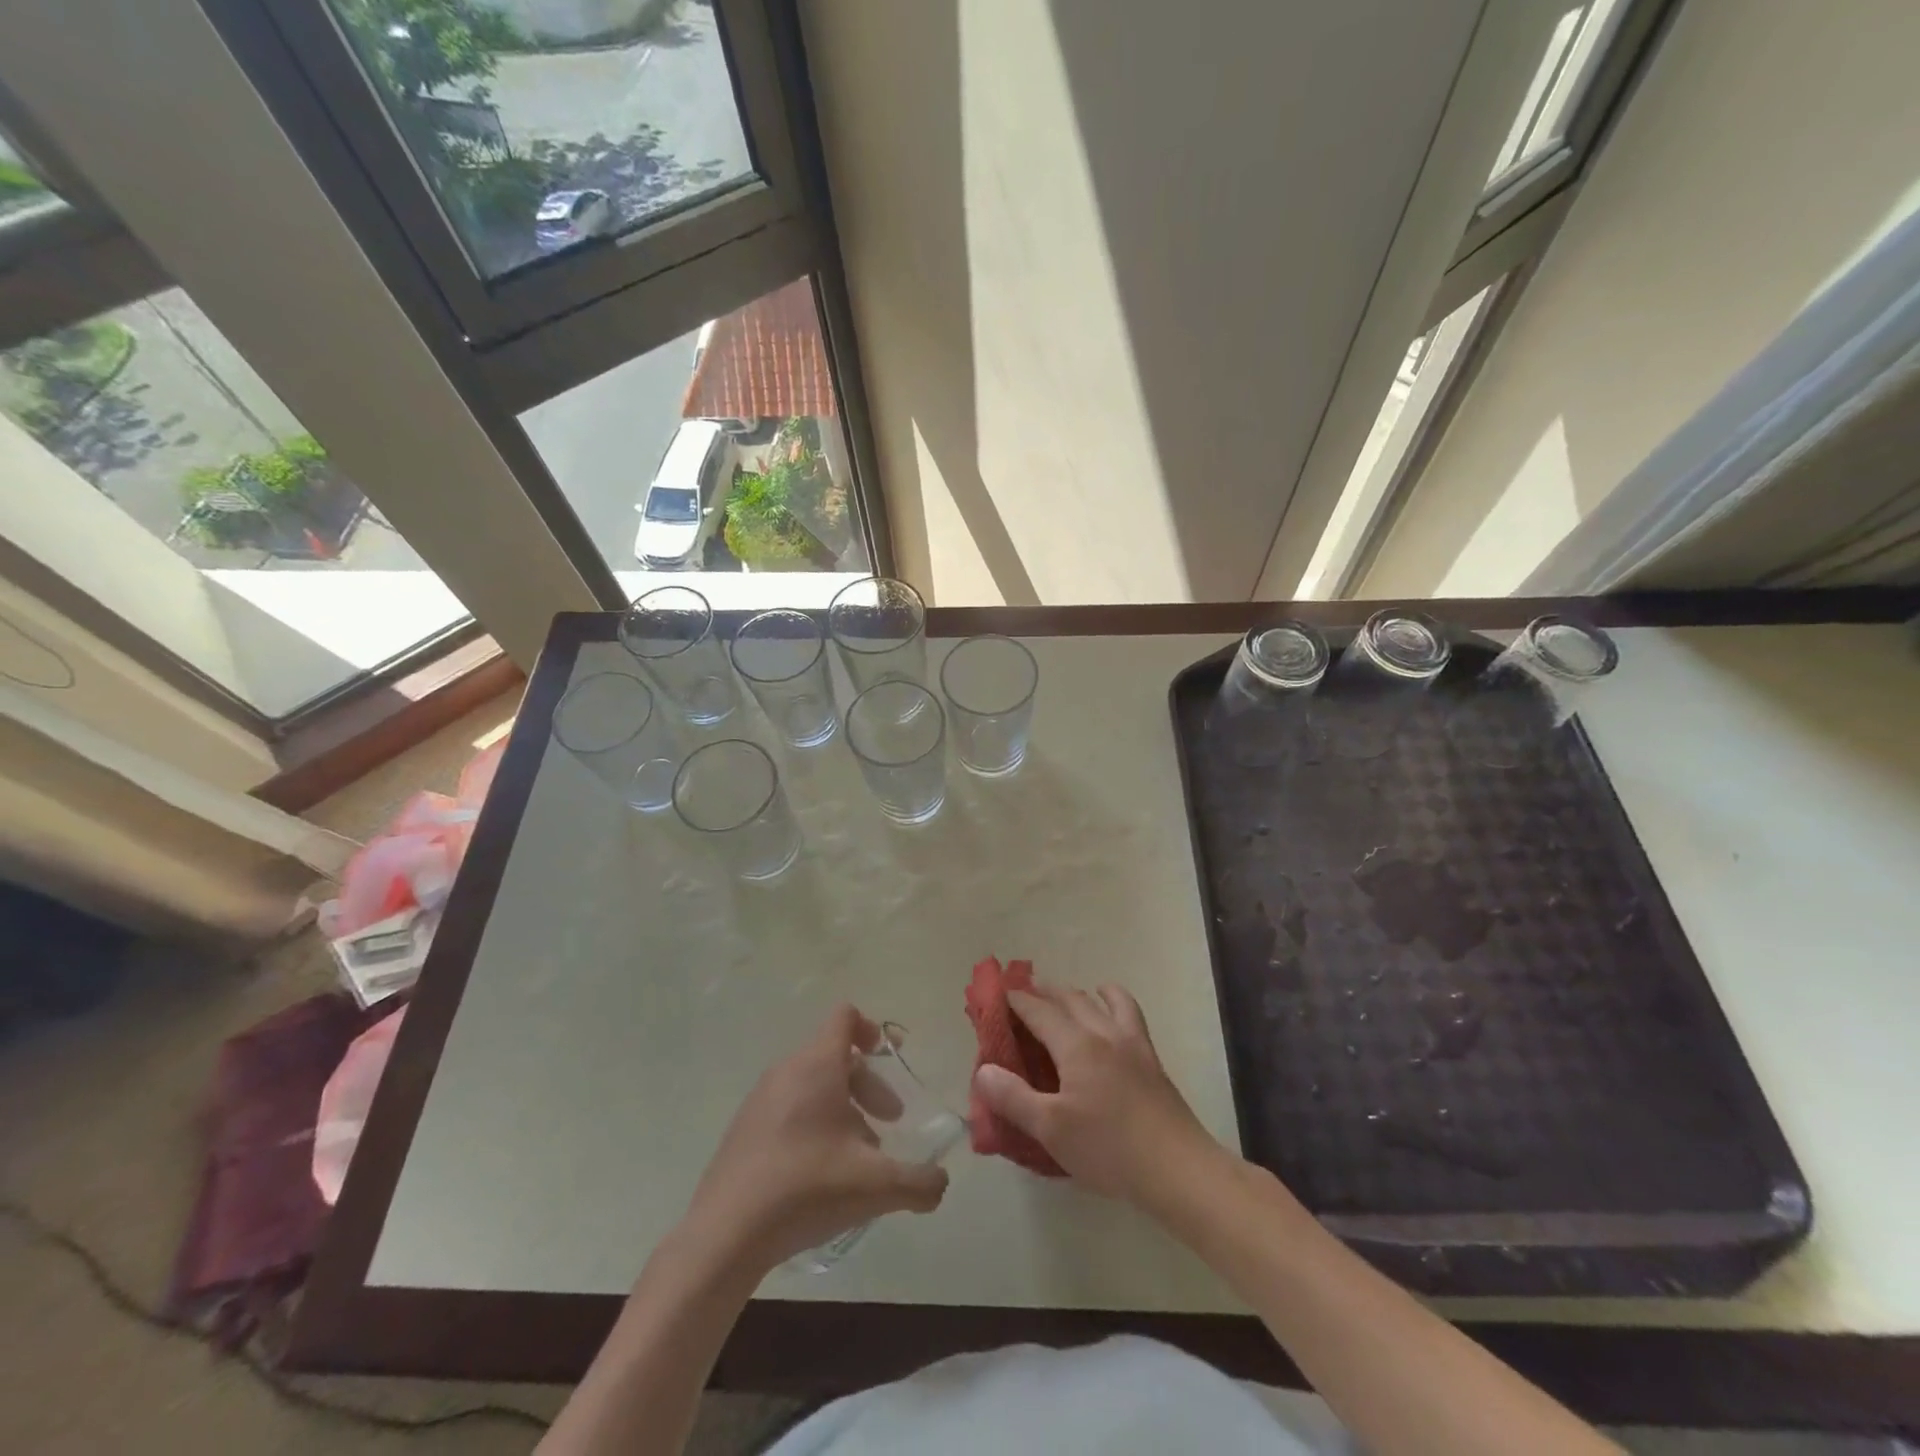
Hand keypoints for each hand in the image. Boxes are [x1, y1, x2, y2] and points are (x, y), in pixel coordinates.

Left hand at [682, 1005, 948, 1275]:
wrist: (724, 1235)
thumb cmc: (806, 1189)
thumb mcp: (875, 1186)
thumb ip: (919, 1182)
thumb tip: (941, 1183)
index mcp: (817, 1065)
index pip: (846, 1017)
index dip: (873, 1029)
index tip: (892, 1057)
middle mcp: (787, 1070)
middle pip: (835, 1056)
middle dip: (868, 1084)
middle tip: (888, 1121)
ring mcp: (760, 1099)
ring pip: (812, 1085)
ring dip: (843, 1108)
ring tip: (858, 1155)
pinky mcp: (744, 1128)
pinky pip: (789, 1107)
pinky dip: (813, 1123)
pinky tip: (821, 1173)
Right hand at [971, 980, 1219, 1206]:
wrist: (1178, 1169)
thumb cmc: (1109, 1149)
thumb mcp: (1051, 1129)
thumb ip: (1014, 1098)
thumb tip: (983, 1070)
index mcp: (1076, 1046)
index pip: (1039, 1012)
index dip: (1016, 1001)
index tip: (997, 994)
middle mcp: (1103, 1033)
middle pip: (1070, 998)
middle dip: (1044, 991)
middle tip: (1025, 991)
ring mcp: (1132, 1043)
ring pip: (1103, 1000)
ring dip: (1080, 992)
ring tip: (1068, 996)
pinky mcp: (1151, 1059)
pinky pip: (1130, 1014)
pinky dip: (1114, 1002)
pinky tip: (1111, 1015)